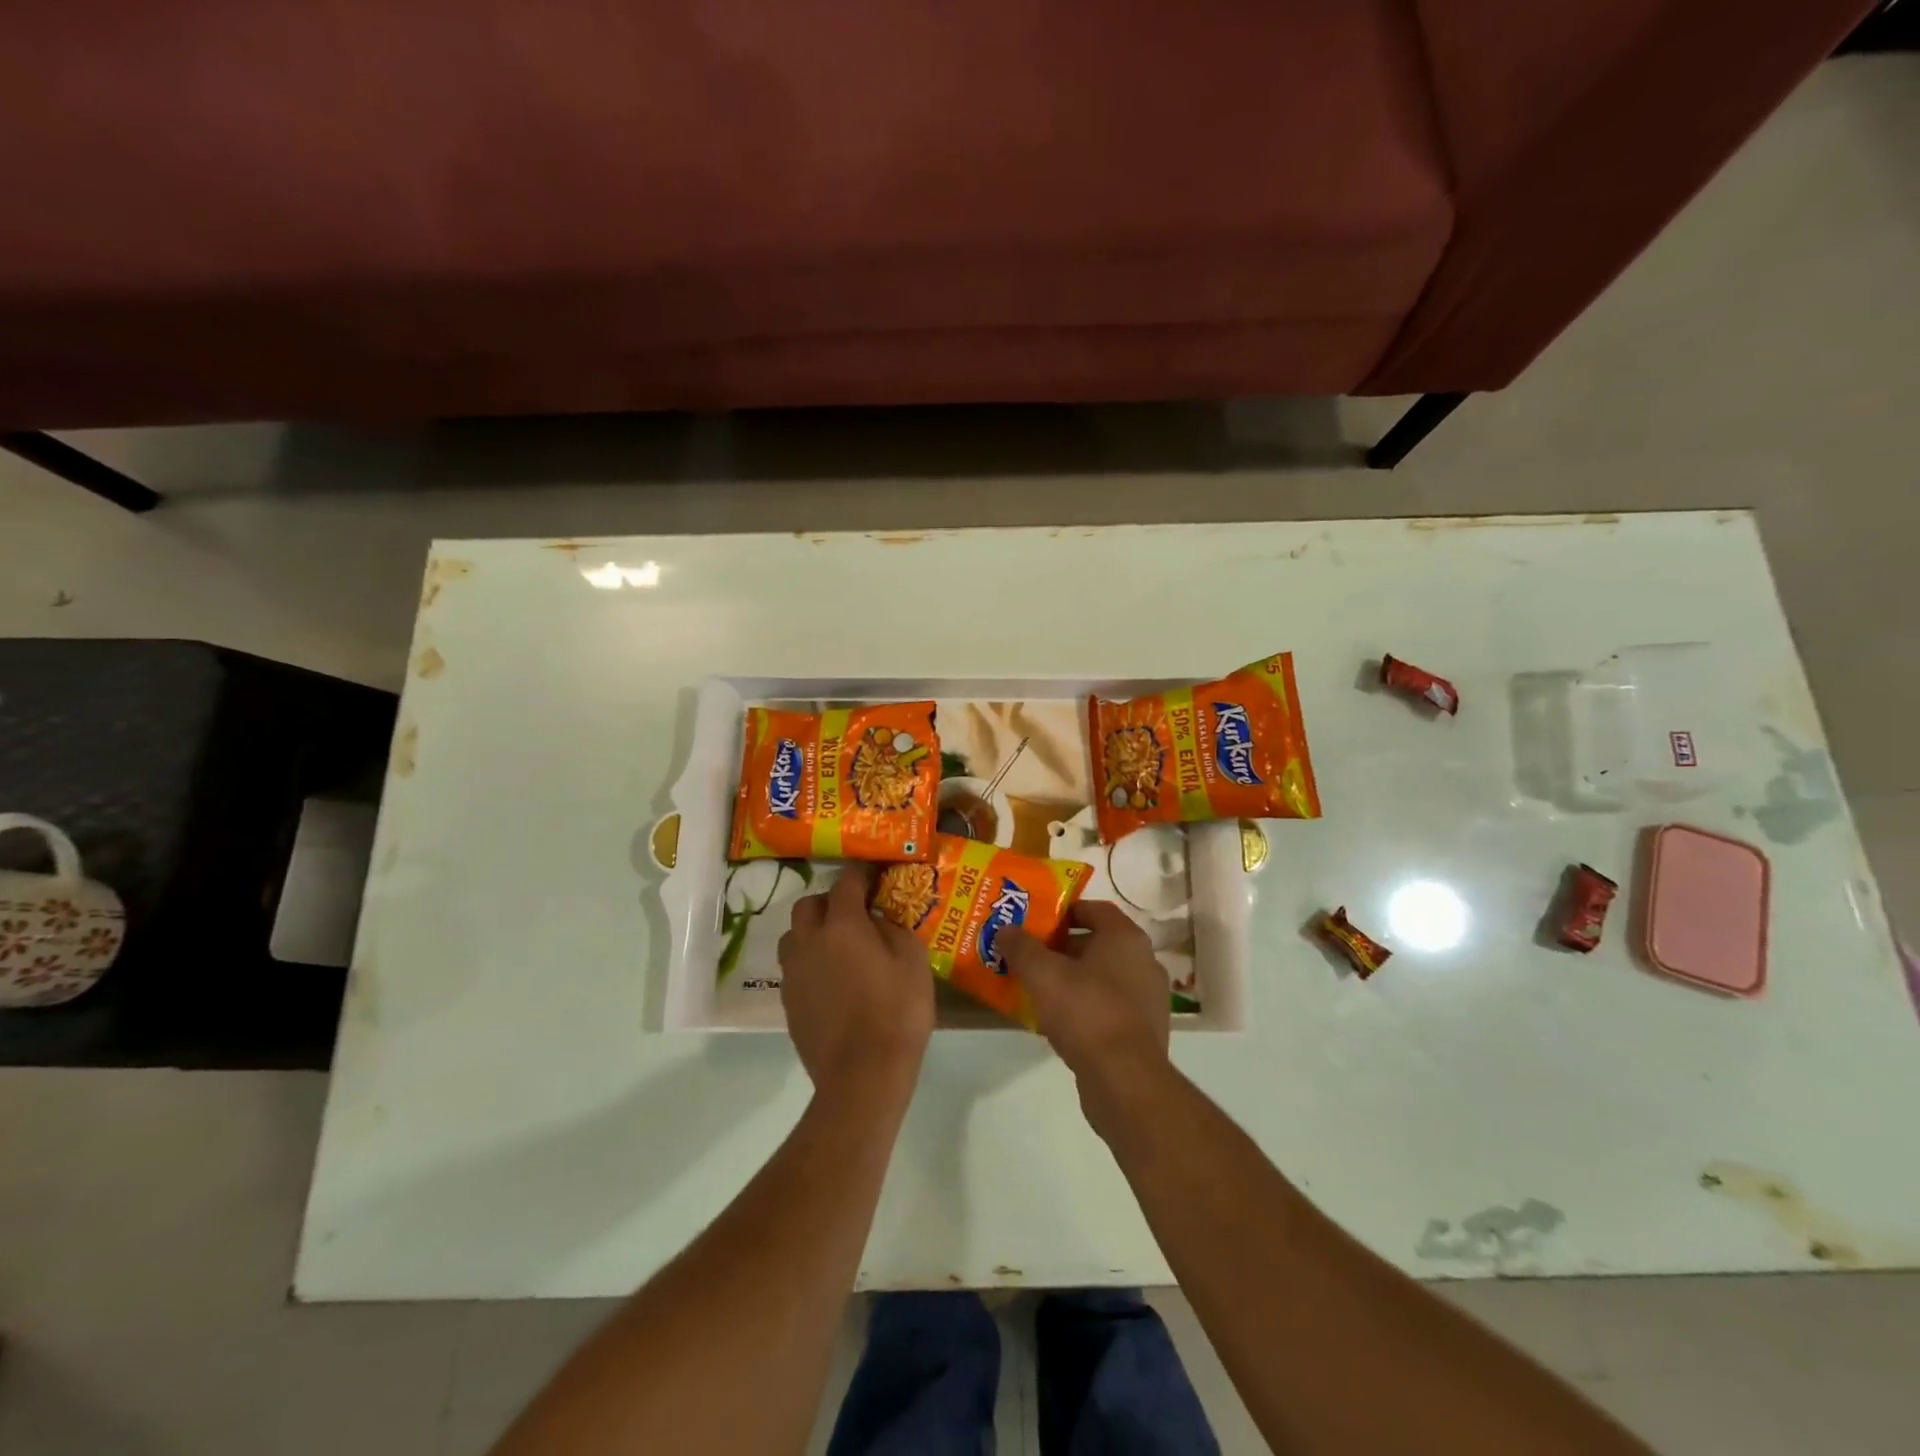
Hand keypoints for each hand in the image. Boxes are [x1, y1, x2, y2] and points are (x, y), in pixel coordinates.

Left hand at [778, 863, 933, 1101]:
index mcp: (842, 925)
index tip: (873, 871)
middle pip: (809, 905)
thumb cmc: (897, 1013)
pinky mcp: (788, 1002)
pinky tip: (831, 979)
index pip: (846, 882)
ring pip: (794, 935)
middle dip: (830, 901)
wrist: (862, 1076)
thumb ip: (893, 929)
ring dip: (813, 931)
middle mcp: (809, 941)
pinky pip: (794, 967)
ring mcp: (794, 973)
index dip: (861, 872)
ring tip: (838, 945)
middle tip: (854, 912)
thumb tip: (876, 920)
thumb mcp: (914, 962)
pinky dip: (810, 961)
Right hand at [999, 902, 1169, 1134]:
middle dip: (1064, 948)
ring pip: (1104, 977)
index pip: (1096, 909)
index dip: (1065, 911)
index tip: (1038, 922)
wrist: (1125, 1080)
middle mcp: (1144, 961)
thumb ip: (1022, 947)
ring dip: (1075, 979)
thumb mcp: (1042, 974)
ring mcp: (1149, 999)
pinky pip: (1110, 1007)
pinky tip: (1060, 1022)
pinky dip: (1087, 1007)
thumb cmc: (1086, 1011)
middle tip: (1032, 956)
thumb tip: (1005, 929)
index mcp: (1126, 938)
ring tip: (1040, 989)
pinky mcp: (1145, 1031)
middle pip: (1099, 943)